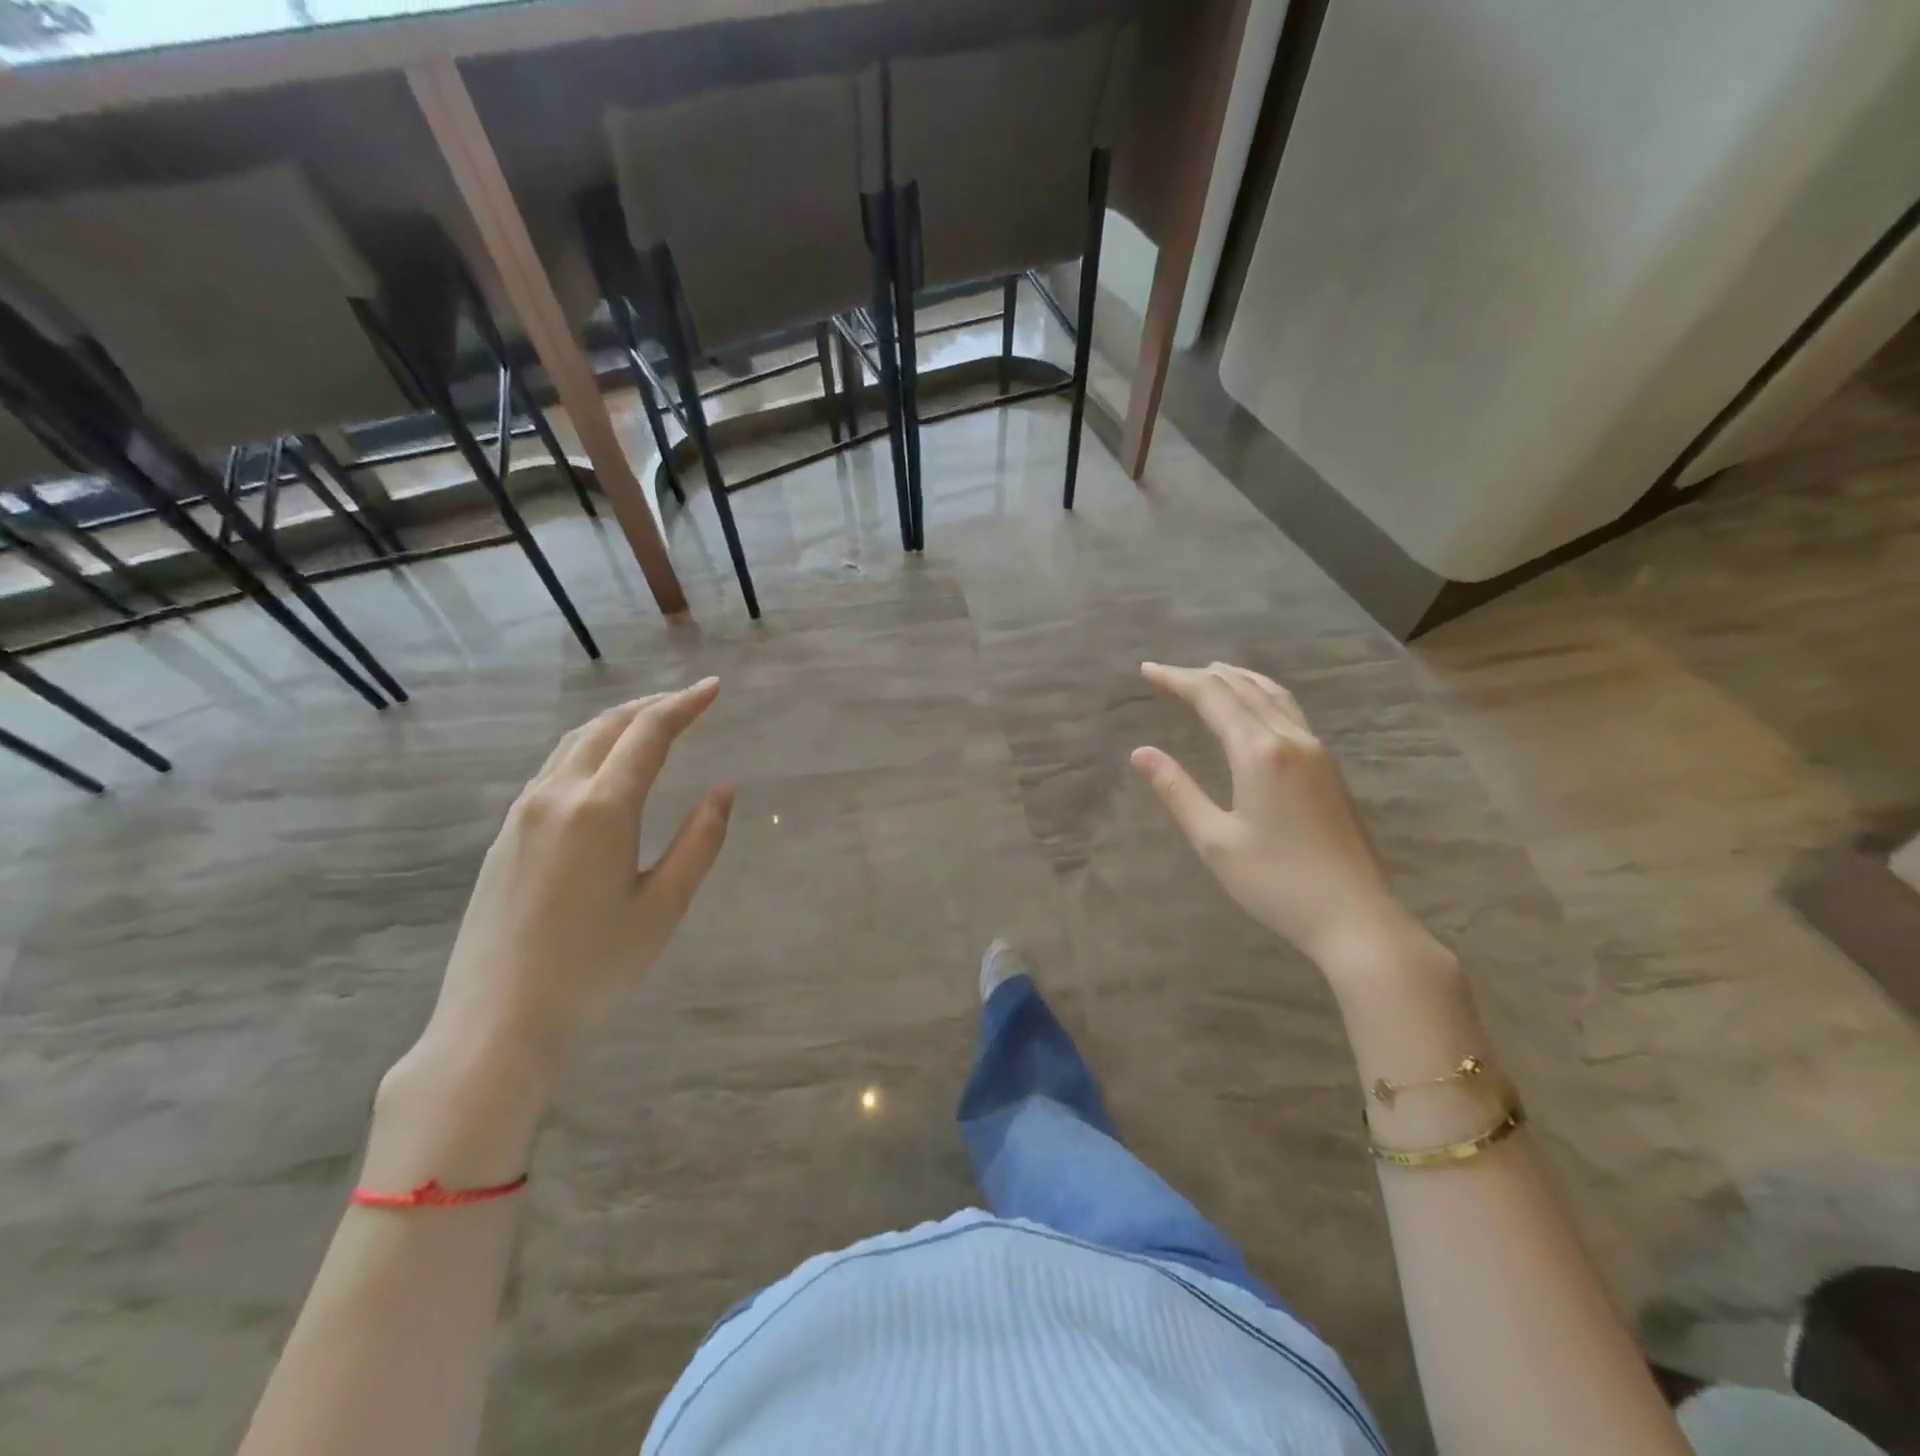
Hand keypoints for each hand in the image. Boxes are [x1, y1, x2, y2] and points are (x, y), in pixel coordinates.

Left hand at [418, 679, 733, 1084]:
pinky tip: (606, 766)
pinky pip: (554, 767)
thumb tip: (723, 790)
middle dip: (652, 705)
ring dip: (618, 722)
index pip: (648, 733)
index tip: (714, 687)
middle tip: (689, 700)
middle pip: (607, 726)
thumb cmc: (595, 966)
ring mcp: (524, 812)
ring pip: (575, 742)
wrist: (498, 1019)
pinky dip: (590, 746)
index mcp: (601, 808)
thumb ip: (700, 841)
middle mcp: (557, 795)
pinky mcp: (507, 834)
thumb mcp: (665, 906)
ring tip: (652, 722)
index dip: (684, 704)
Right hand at [1131, 661, 1430, 975]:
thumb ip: (1177, 791)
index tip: (1147, 670)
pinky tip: (1256, 709)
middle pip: (1243, 689)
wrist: (1356, 917)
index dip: (1177, 680)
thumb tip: (1141, 753)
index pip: (1212, 697)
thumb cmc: (1276, 882)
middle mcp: (1291, 739)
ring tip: (1213, 673)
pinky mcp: (1329, 769)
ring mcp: (1317, 752)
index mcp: (1259, 752)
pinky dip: (1262, 696)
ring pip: (1273, 696)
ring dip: (1238, 679)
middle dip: (1203, 676)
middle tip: (1168, 673)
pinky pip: (1290, 712)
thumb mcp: (1215, 840)